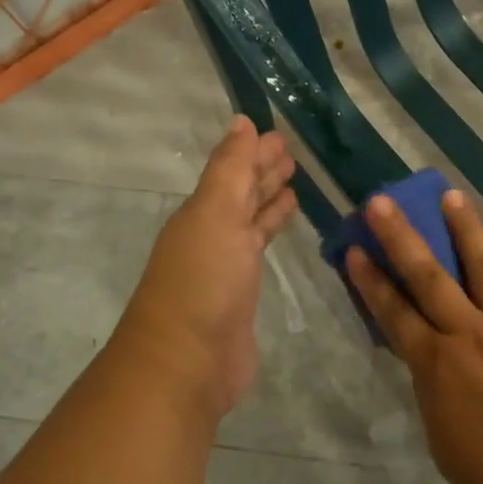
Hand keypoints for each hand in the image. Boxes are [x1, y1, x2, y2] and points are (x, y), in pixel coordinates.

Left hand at [112, 116, 296, 420]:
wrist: (188, 362)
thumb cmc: (203, 280)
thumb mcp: (216, 213)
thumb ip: (231, 168)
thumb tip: (241, 121)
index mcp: (202, 211)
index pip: (233, 170)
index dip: (255, 152)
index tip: (281, 134)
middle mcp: (212, 232)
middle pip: (241, 193)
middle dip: (264, 171)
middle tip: (293, 153)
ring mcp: (226, 263)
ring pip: (251, 220)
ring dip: (269, 200)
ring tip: (295, 183)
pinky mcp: (241, 292)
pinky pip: (259, 248)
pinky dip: (272, 230)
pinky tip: (287, 222)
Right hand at [345, 190, 482, 483]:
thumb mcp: (442, 438)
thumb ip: (432, 388)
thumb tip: (430, 358)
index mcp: (438, 366)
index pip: (394, 312)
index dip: (372, 280)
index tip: (355, 249)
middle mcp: (472, 334)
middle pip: (429, 275)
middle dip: (401, 235)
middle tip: (382, 201)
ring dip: (465, 228)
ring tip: (451, 196)